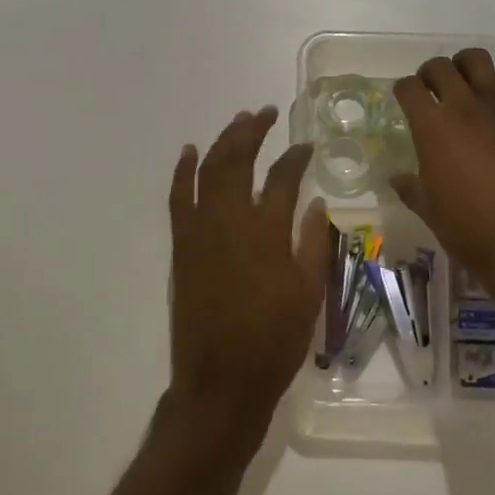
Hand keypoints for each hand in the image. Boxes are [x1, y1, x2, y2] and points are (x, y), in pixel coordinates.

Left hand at [164, 107, 331, 450]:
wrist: (221, 381)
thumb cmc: (274, 340)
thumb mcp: (309, 293)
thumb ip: (314, 243)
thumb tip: (316, 203)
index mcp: (267, 232)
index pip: (283, 177)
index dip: (296, 156)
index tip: (305, 145)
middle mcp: (231, 221)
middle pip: (237, 160)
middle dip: (252, 131)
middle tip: (265, 113)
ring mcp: (200, 231)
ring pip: (208, 171)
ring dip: (222, 141)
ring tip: (238, 122)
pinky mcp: (182, 246)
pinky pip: (178, 198)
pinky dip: (183, 172)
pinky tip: (190, 152)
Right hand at [391, 51, 494, 289]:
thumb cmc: (466, 229)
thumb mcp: (427, 209)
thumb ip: (410, 187)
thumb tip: (397, 178)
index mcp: (431, 128)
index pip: (408, 88)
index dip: (403, 91)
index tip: (406, 100)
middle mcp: (463, 108)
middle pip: (440, 67)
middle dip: (431, 74)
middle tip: (433, 91)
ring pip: (479, 61)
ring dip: (467, 66)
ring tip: (468, 82)